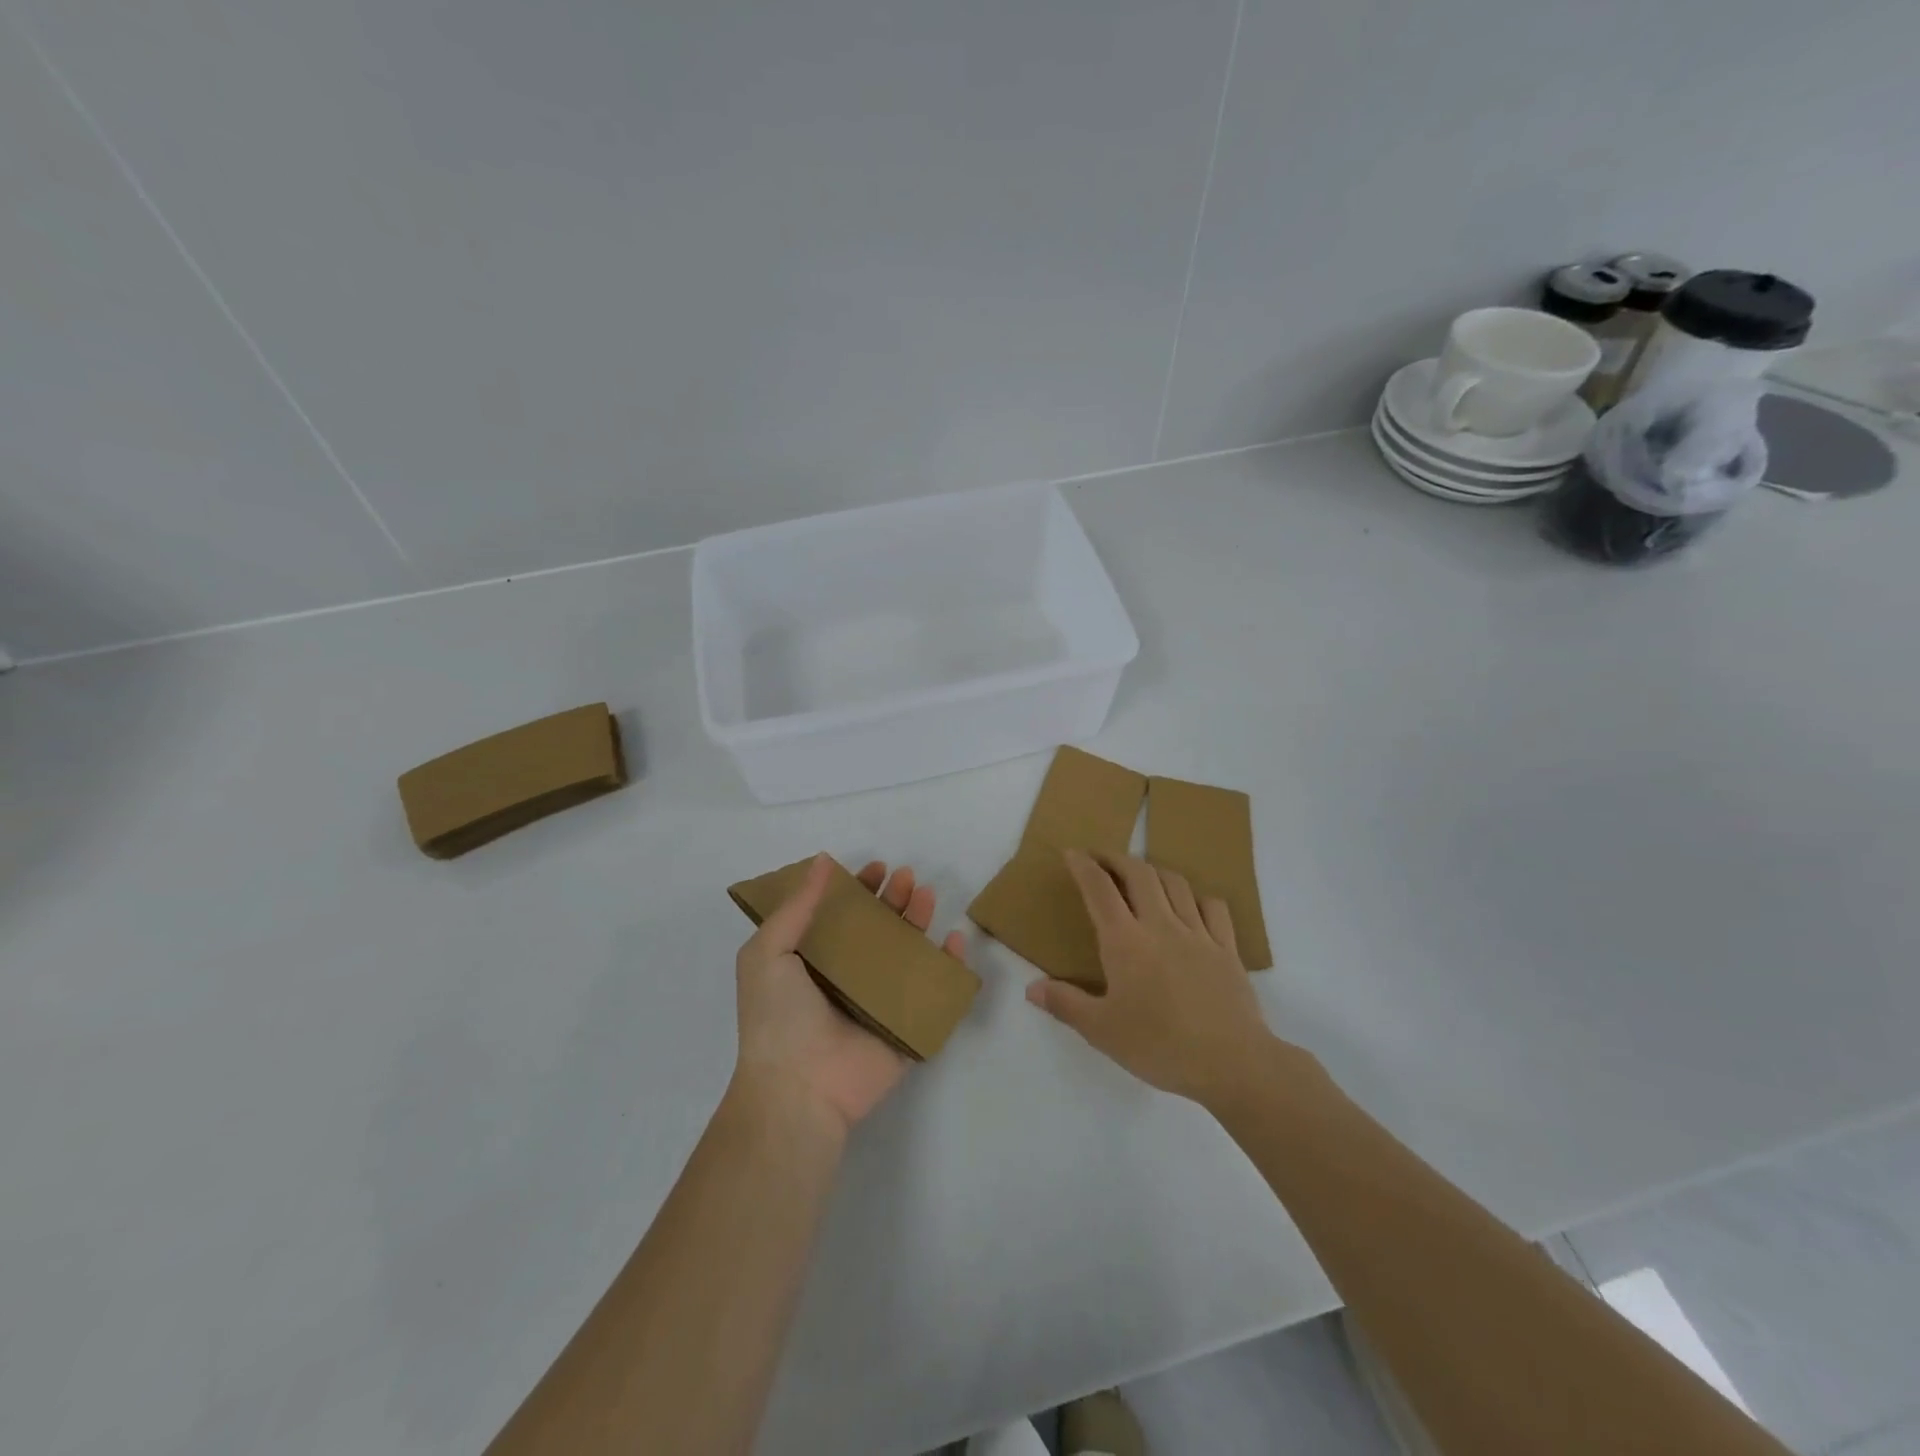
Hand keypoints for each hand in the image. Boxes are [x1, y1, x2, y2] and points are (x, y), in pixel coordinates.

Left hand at [732, 854, 965, 1135]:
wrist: (799, 1089)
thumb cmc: (778, 1017)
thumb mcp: (768, 952)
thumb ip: (796, 907)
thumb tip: (822, 861)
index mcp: (814, 962)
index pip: (842, 916)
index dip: (859, 890)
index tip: (875, 869)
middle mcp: (848, 978)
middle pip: (879, 929)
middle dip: (894, 900)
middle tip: (907, 877)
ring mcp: (879, 1003)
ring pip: (908, 954)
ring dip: (919, 922)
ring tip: (927, 895)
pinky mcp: (906, 1027)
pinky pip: (933, 992)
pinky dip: (949, 967)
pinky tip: (955, 941)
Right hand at [1025, 850, 1289, 1109]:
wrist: (1231, 1062)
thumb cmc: (1159, 1046)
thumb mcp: (1102, 1031)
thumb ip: (1065, 1004)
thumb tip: (1031, 988)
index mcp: (1125, 941)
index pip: (1099, 890)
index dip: (1084, 866)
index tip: (1072, 853)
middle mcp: (1160, 925)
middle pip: (1139, 873)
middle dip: (1117, 859)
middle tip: (1102, 859)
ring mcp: (1198, 933)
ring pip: (1175, 883)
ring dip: (1154, 871)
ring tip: (1142, 876)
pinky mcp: (1227, 948)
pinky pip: (1213, 907)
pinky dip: (1197, 897)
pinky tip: (1191, 905)